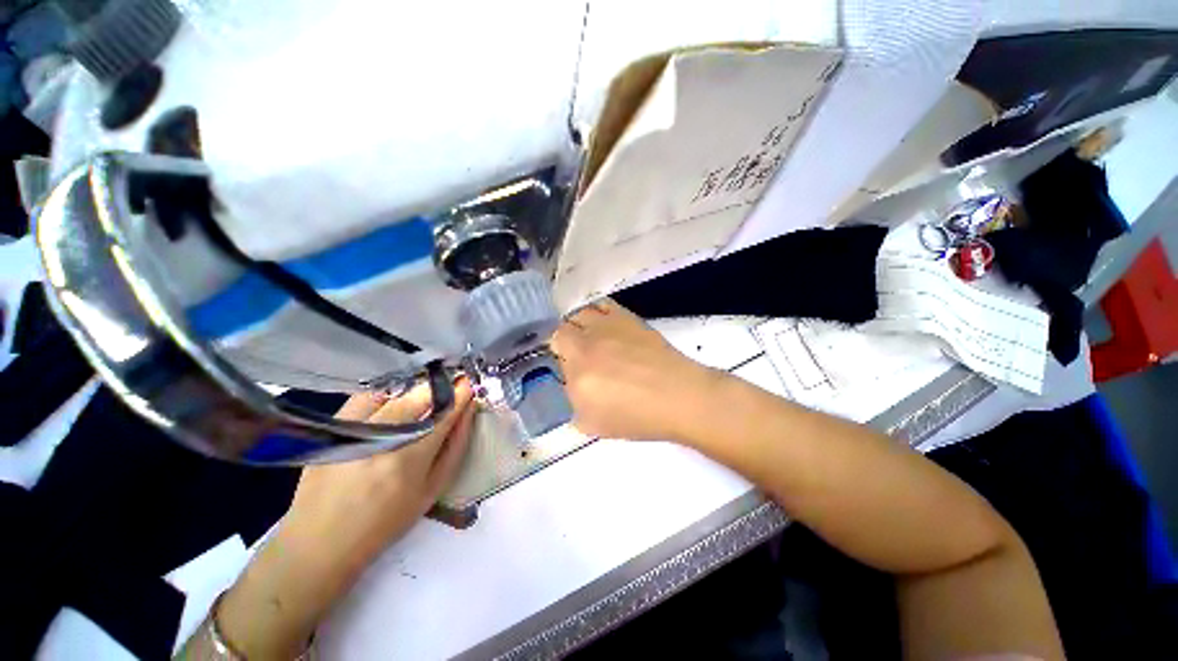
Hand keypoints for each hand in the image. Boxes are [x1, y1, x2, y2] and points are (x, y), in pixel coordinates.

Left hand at [284, 378, 475, 564]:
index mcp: (410, 460)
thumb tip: (467, 411)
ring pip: (394, 394)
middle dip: (438, 390)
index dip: (459, 395)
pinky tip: (387, 409)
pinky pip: (365, 397)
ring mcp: (353, 432)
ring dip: (413, 394)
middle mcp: (381, 440)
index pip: (443, 414)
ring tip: (418, 405)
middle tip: (447, 392)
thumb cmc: (385, 521)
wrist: (321, 541)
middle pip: (418, 397)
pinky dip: (383, 397)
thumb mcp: (431, 490)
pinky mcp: (332, 430)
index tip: (468, 384)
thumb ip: (455, 447)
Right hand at [551, 299, 719, 441]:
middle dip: (564, 342)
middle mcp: (587, 345)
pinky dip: (597, 312)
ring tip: (591, 338)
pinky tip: (605, 324)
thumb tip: (572, 386)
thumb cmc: (639, 417)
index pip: (553, 356)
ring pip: (579, 314)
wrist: (679, 396)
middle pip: (561, 331)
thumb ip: (574, 406)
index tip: (569, 369)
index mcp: (578, 375)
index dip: (559, 360)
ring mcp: (607, 327)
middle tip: (579, 356)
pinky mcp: (625, 317)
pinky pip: (602, 305)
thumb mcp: (595, 425)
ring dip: (578, 325)